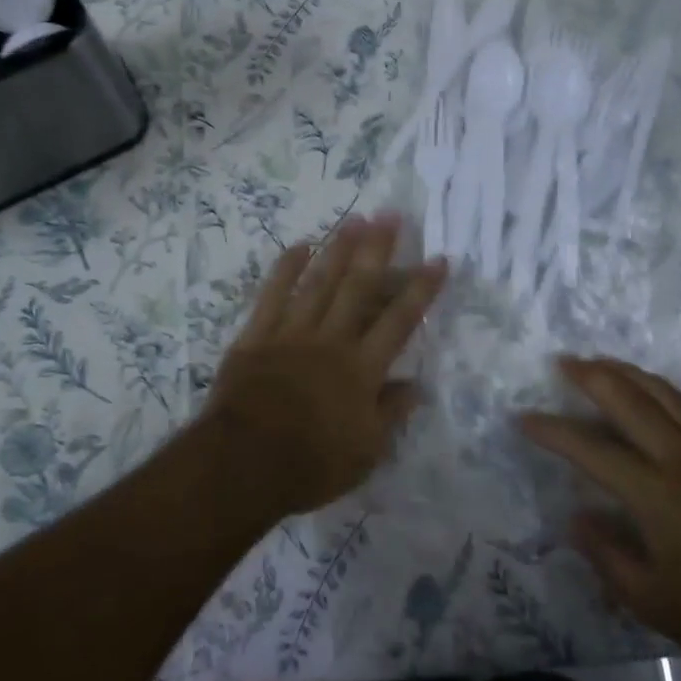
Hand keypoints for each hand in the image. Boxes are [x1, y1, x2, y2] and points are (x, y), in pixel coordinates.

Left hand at [205, 213, 446, 517]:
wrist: (242, 465)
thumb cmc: (310, 465)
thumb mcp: (366, 453)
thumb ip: (391, 413)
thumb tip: (416, 385)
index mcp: (361, 369)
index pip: (399, 321)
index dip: (421, 290)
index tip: (438, 260)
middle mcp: (331, 341)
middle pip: (359, 288)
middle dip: (377, 250)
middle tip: (390, 215)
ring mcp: (292, 334)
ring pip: (320, 283)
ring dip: (339, 249)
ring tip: (355, 219)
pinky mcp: (256, 336)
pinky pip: (273, 295)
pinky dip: (286, 269)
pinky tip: (300, 245)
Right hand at [522, 358, 680, 679]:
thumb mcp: (650, 601)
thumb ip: (605, 554)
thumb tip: (576, 515)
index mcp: (656, 494)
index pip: (591, 449)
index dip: (553, 431)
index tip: (524, 418)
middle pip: (629, 400)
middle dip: (591, 377)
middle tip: (562, 362)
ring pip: (663, 393)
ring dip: (626, 372)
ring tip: (600, 363)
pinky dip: (660, 389)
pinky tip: (651, 392)